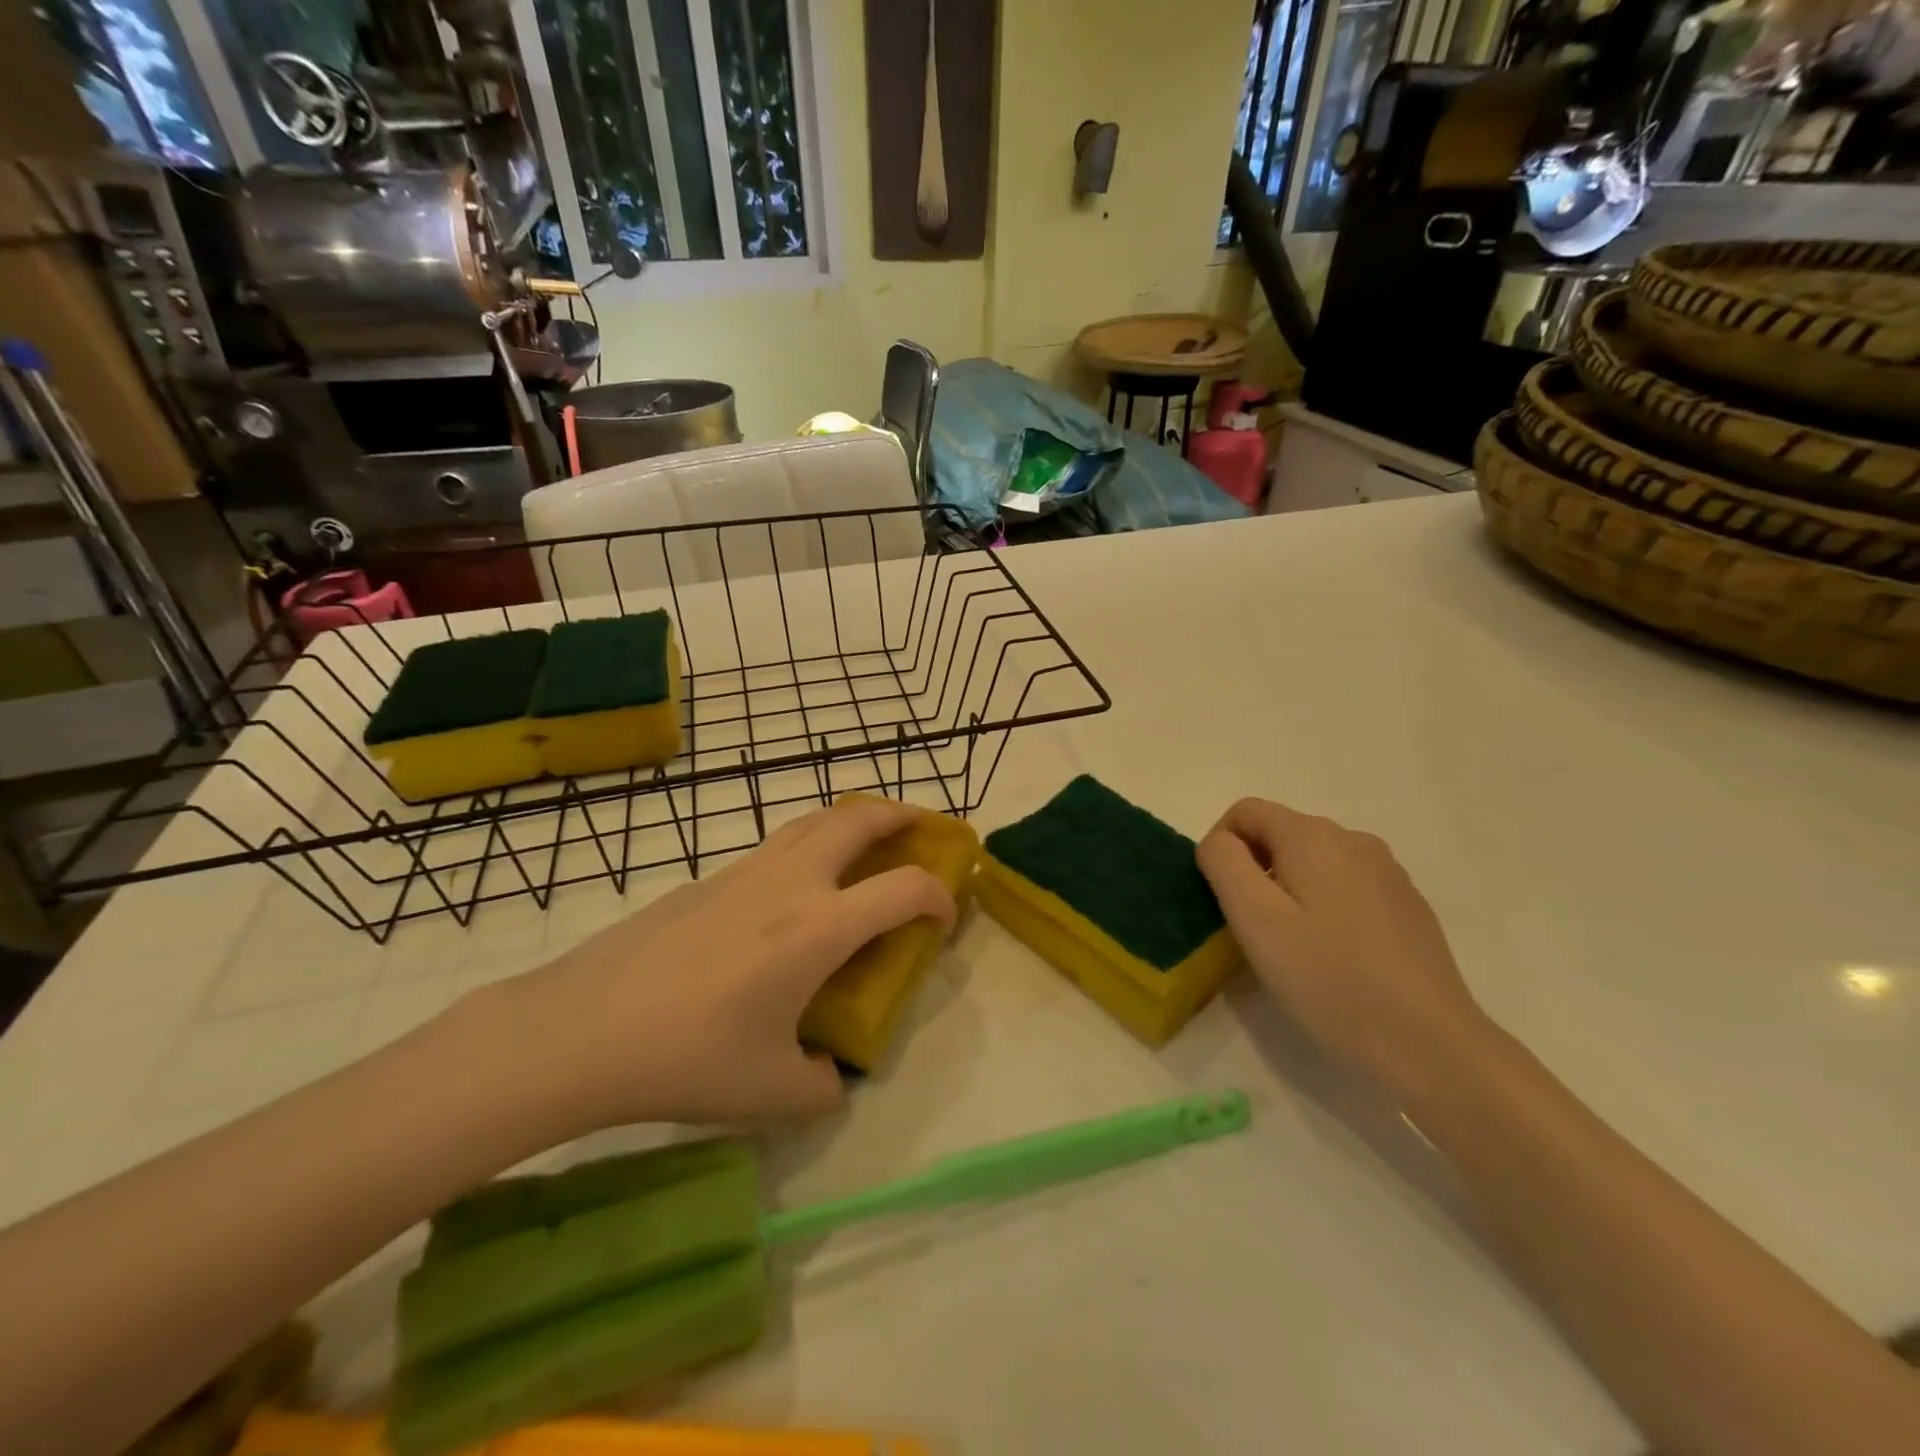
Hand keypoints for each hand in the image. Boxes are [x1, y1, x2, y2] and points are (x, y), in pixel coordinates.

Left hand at [486, 798, 956, 1130]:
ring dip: (851, 820)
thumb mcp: (770, 1091)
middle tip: (921, 826)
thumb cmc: (687, 1058)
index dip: (939, 897)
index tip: (945, 916)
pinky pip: (775, 846)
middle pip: (858, 820)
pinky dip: (807, 845)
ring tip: (866, 838)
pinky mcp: (706, 879)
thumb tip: (834, 1079)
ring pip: (812, 821)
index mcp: (820, 928)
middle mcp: (791, 883)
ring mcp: (744, 872)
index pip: (904, 890)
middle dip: (900, 815)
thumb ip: (821, 1086)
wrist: (582, 1029)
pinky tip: (793, 888)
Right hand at [1196, 798, 1489, 1099]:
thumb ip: (1224, 864)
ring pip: (1313, 863)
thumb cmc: (1329, 979)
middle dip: (1255, 872)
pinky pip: (1346, 888)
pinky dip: (1325, 909)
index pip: (1245, 811)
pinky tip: (1336, 958)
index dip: (1221, 847)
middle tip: (1256, 932)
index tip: (1223, 900)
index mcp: (1313, 836)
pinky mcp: (1407, 906)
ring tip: (1294, 949)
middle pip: (1280, 835)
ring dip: (1289, 892)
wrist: (1430, 1045)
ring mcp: (1387, 873)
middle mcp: (1354, 840)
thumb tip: (1220, 842)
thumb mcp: (1256, 919)